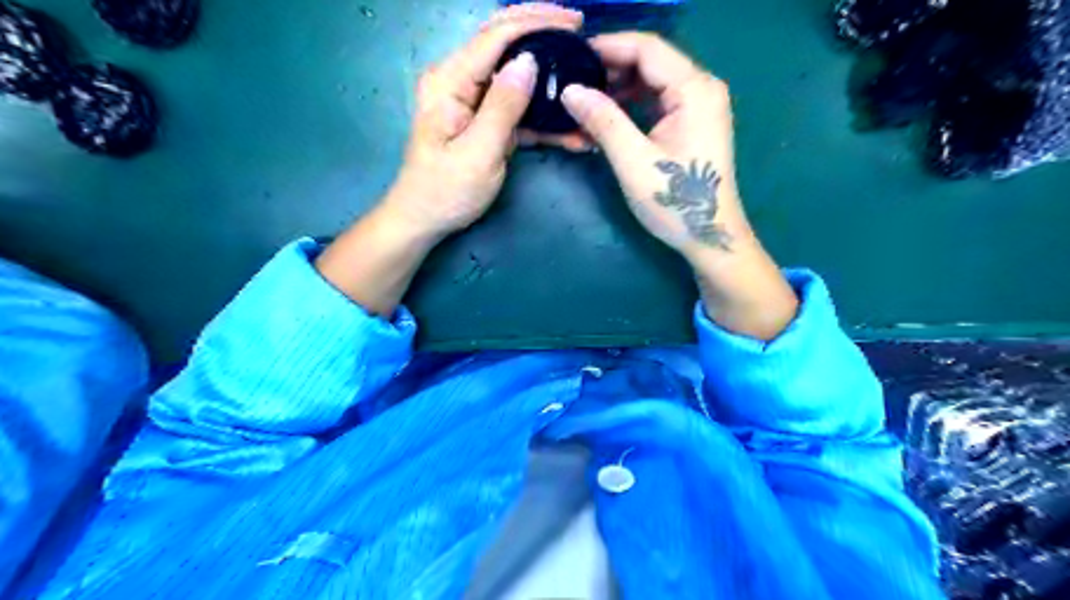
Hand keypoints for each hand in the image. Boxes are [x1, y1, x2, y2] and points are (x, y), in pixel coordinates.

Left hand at [384, 2, 581, 239]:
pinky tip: (568, 126)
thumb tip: (528, 61)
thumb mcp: (478, 152)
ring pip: (514, 76)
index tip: (575, 22)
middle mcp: (458, 81)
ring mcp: (471, 101)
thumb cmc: (445, 192)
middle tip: (579, 34)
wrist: (424, 220)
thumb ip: (503, 106)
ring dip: (547, 82)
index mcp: (450, 81)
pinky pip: (515, 109)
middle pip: (503, 44)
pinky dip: (541, 116)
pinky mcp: (483, 121)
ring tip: (581, 78)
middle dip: (541, 34)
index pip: (495, 36)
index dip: (536, 22)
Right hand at [563, 32, 797, 342]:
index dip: (607, 47)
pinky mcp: (693, 124)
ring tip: (583, 103)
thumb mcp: (633, 161)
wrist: (710, 237)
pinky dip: (631, 107)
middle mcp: (702, 88)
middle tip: (572, 83)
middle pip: (651, 61)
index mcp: (694, 89)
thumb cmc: (675, 202)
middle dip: (610, 69)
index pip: (647, 48)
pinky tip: (606, 119)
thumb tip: (569, 90)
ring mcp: (700, 106)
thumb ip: (603, 120)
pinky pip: (657, 102)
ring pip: (652, 82)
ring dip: (618, 90)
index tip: (571, 57)